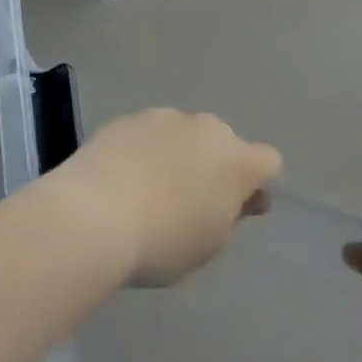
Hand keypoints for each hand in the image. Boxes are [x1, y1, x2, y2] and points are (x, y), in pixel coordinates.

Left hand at [50, 109, 281, 286]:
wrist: (94, 215)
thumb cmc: (163, 241)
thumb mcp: (208, 243)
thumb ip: (231, 215)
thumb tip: (244, 198)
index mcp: (237, 160)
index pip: (267, 161)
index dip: (255, 184)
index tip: (236, 209)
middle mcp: (207, 127)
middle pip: (223, 142)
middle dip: (214, 165)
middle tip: (189, 201)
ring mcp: (166, 117)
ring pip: (185, 134)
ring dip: (178, 154)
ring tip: (149, 190)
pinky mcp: (130, 118)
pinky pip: (149, 134)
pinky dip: (144, 150)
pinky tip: (122, 178)